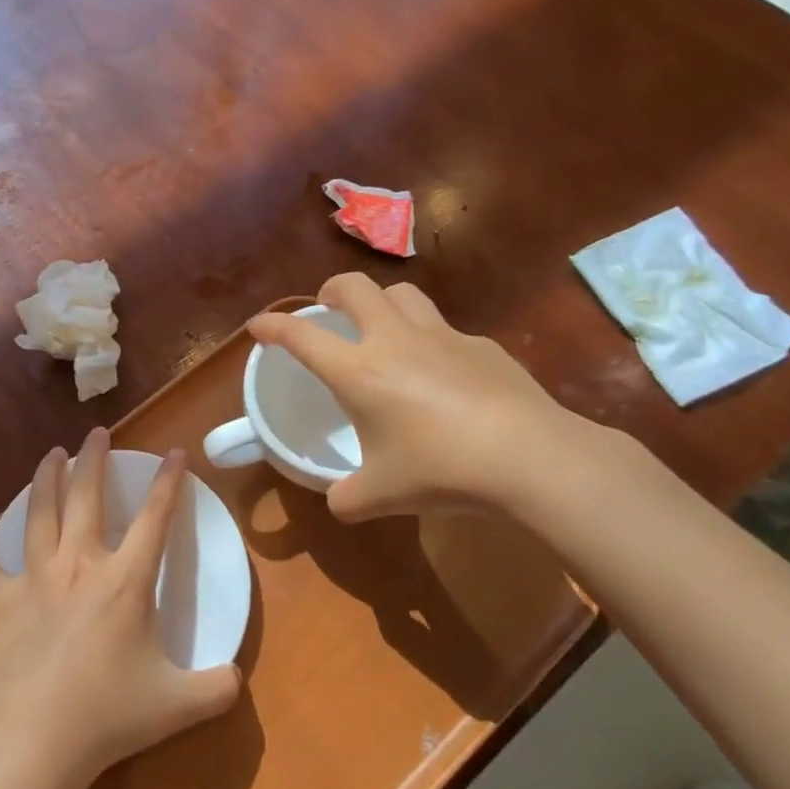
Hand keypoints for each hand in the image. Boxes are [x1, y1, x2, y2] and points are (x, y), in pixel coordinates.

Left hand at [0, 428, 240, 788]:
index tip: (174, 452)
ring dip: (46, 480)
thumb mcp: (178, 704)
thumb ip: (216, 689)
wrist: (35, 739)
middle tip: (96, 432)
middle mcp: (80, 565)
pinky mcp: (1, 605)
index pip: (154, 517)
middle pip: (87, 497)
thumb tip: (237, 681)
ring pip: (40, 515)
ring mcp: (36, 581)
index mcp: (126, 580)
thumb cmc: (109, 714)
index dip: (167, 482)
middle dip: (94, 459)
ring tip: (51, 456)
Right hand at [249, 274, 604, 521]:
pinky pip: (446, 331)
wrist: (531, 459)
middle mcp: (395, 340)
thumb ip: (347, 497)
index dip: (273, 326)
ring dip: (382, 303)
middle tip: (328, 310)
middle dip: (331, 291)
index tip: (258, 326)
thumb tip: (339, 501)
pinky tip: (444, 376)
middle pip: (355, 287)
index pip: (301, 336)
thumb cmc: (442, 471)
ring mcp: (443, 337)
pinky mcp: (483, 346)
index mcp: (359, 371)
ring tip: (382, 329)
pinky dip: (431, 341)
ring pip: (403, 294)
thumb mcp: (381, 495)